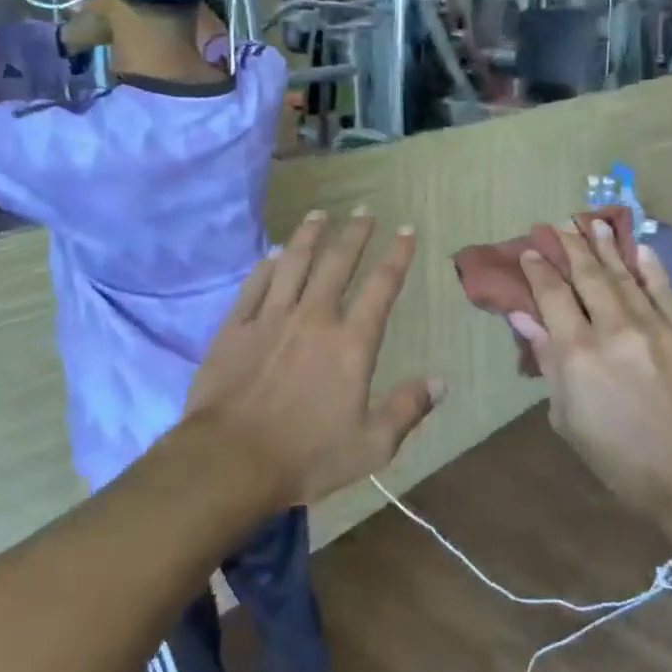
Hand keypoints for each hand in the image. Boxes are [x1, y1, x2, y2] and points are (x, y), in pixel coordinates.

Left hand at [185, 211, 443, 505]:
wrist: (229, 461)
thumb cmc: (306, 457)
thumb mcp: (371, 446)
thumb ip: (407, 410)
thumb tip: (442, 382)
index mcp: (351, 343)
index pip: (381, 287)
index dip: (397, 255)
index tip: (406, 229)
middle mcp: (314, 318)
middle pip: (337, 263)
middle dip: (354, 233)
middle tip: (364, 209)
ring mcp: (271, 318)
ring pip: (293, 263)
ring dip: (309, 235)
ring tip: (319, 214)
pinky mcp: (236, 328)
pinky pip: (255, 285)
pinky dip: (267, 265)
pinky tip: (273, 253)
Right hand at [511, 221, 671, 517]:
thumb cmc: (620, 458)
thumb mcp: (567, 417)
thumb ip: (548, 361)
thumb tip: (525, 319)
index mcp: (577, 352)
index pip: (552, 296)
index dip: (538, 270)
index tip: (530, 251)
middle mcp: (612, 328)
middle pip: (586, 276)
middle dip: (570, 247)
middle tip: (557, 225)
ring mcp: (652, 325)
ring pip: (623, 275)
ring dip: (606, 246)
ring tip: (592, 223)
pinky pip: (662, 288)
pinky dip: (648, 265)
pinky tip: (638, 247)